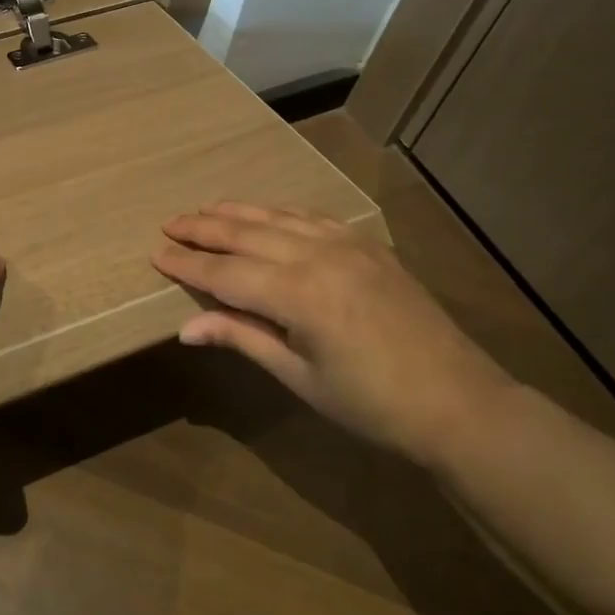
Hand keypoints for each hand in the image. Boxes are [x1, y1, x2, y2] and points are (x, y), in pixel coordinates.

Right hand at [152, 203, 510, 462]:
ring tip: (205, 210)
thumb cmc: (371, 404)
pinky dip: (279, 212)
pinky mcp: (368, 245)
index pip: (226, 273)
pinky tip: (265, 213)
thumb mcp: (300, 377)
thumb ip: (243, 338)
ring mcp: (347, 244)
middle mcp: (319, 256)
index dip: (188, 265)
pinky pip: (311, 217)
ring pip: (278, 217)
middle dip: (204, 228)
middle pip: (247, 233)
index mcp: (299, 295)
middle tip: (169, 223)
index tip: (155, 253)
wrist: (458, 402)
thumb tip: (186, 328)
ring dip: (237, 212)